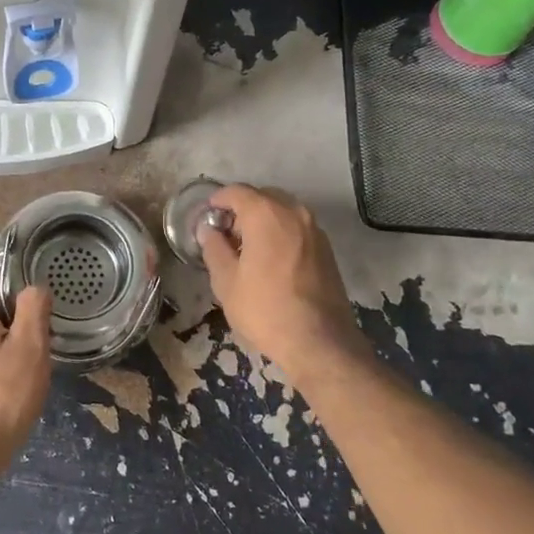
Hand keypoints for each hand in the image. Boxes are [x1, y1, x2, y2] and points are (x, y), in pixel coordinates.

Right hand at [198, 184, 360, 374]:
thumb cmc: (265, 309)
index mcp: (266, 214)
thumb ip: (213, 248)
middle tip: (225, 233)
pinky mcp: (326, 248)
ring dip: (263, 220)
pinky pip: (297, 227)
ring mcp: (315, 229)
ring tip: (247, 247)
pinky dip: (281, 232)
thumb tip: (208, 230)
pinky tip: (270, 259)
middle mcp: (294, 212)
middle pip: (262, 196)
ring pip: (282, 211)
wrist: (320, 342)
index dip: (218, 200)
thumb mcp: (226, 281)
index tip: (207, 216)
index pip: (237, 192)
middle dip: (242, 209)